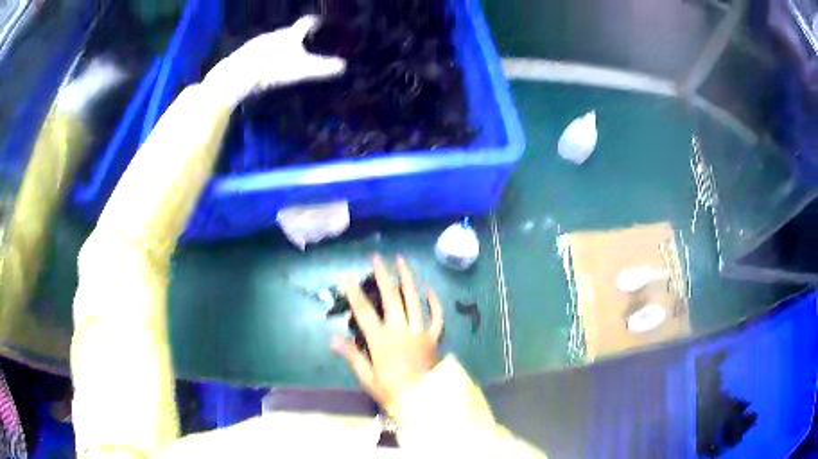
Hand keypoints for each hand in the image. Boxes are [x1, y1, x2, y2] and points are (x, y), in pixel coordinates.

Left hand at [202, 15, 345, 108]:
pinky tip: (264, 65)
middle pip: (288, 32)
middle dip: (296, 37)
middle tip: (304, 43)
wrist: (239, 74)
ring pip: (273, 41)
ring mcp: (258, 43)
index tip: (319, 22)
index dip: (314, 22)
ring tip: (284, 56)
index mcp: (290, 35)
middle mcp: (274, 35)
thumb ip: (322, 68)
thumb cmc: (273, 68)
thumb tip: (343, 67)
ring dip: (279, 46)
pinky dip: (265, 55)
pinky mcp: (245, 54)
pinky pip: (259, 51)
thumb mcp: (301, 70)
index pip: (306, 23)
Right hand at [333, 255, 444, 410]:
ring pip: (415, 300)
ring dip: (408, 279)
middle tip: (377, 258)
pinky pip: (437, 316)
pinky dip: (434, 301)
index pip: (364, 311)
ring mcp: (420, 332)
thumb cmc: (392, 391)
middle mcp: (401, 330)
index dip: (354, 292)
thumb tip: (333, 338)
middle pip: (391, 297)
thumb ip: (352, 356)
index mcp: (382, 340)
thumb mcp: (367, 378)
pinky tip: (429, 288)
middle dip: (383, 276)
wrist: (424, 401)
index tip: (346, 276)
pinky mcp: (434, 337)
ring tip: (402, 261)